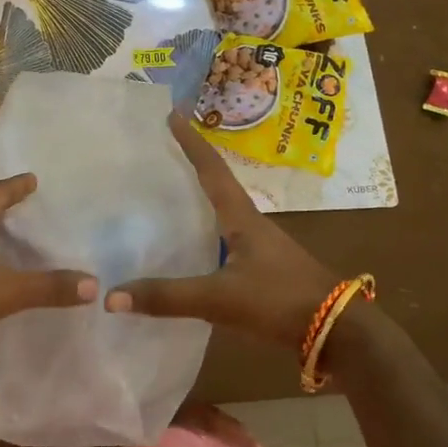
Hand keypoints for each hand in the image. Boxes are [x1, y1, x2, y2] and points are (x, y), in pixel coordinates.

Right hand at [105, 114, 338, 349]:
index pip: (212, 170)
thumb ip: (167, 297)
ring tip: (164, 196)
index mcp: (242, 217)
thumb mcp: (220, 298)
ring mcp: (259, 247)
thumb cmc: (279, 300)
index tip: (172, 114)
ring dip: (196, 201)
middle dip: (189, 166)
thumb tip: (111, 296)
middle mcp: (250, 224)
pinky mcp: (262, 270)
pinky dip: (202, 235)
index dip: (191, 143)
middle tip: (158, 153)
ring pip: (220, 214)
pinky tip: (186, 251)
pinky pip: (224, 242)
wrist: (336, 331)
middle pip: (216, 185)